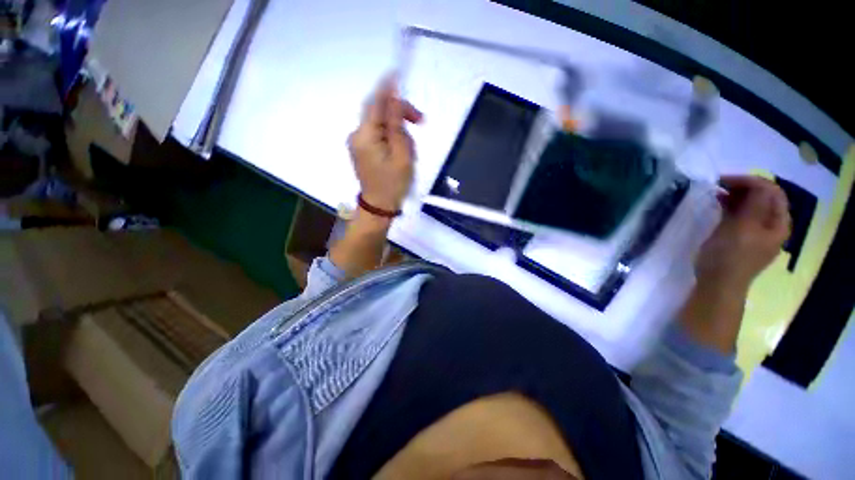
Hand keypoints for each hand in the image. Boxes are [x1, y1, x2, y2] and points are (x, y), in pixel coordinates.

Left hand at [347, 76, 422, 211]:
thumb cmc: (393, 184)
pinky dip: (391, 137)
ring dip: (397, 129)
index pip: (376, 103)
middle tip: (420, 122)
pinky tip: (401, 150)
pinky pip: (378, 135)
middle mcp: (357, 135)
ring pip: (380, 124)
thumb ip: (397, 126)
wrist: (379, 207)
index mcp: (365, 136)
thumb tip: (394, 100)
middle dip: (399, 113)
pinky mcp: (362, 150)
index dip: (387, 88)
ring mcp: (358, 143)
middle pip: (378, 112)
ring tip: (410, 149)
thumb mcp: (402, 155)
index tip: (398, 74)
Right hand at [696, 175, 790, 291]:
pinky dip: (732, 207)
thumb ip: (755, 203)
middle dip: (744, 187)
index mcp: (779, 223)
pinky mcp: (742, 238)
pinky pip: (742, 216)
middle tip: (719, 185)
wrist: (718, 283)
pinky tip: (719, 206)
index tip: (724, 180)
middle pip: (764, 197)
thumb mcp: (743, 227)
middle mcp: (772, 226)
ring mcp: (757, 233)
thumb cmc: (730, 255)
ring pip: (752, 206)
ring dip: (737, 196)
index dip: (751, 181)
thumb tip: (757, 183)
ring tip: (717, 194)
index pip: (772, 191)